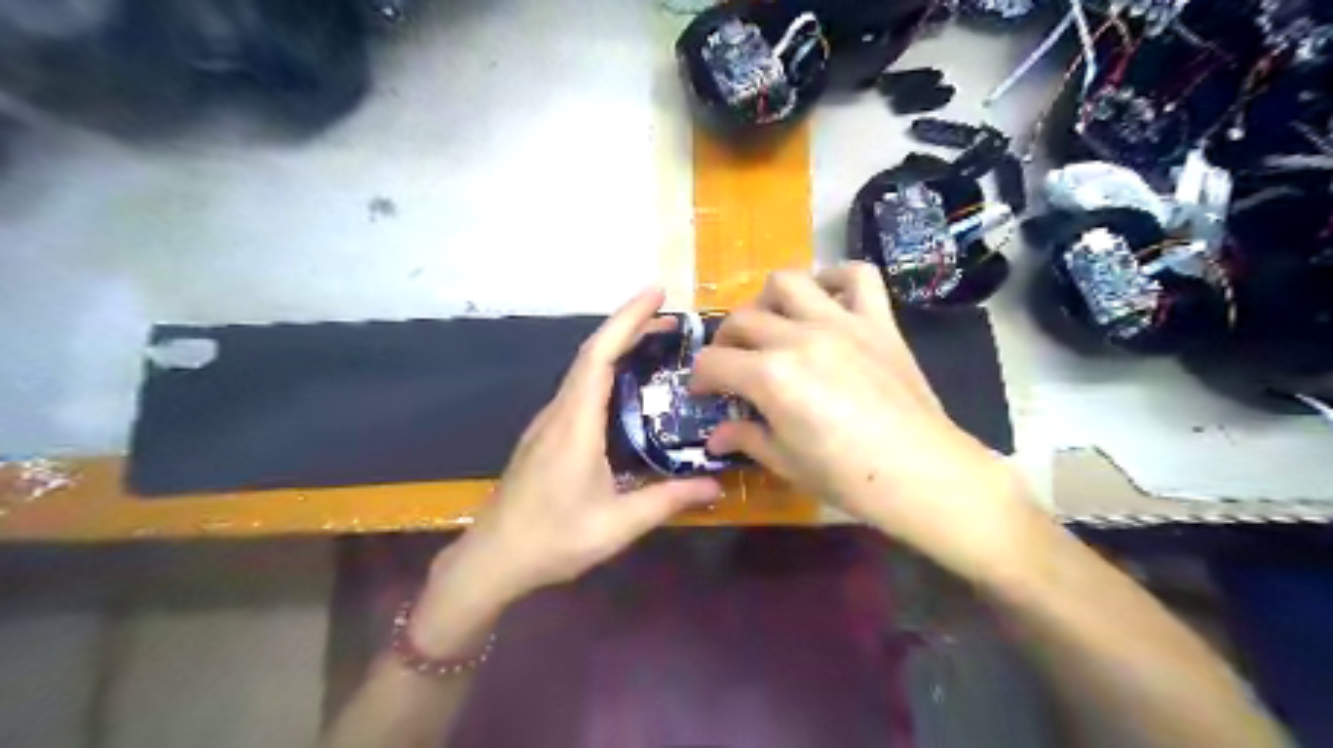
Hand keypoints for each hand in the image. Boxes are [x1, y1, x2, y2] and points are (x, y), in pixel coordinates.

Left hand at [431, 290, 725, 610]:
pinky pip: (579, 389)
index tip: (657, 293)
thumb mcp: (617, 524)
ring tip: (655, 344)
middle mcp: (559, 412)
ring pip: (583, 370)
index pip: (600, 356)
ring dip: (617, 348)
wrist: (493, 559)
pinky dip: (605, 371)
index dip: (627, 319)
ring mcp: (548, 423)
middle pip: (592, 354)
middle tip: (671, 319)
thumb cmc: (553, 539)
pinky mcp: (546, 436)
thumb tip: (715, 484)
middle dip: (629, 327)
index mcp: (576, 424)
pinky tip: (626, 388)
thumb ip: (667, 500)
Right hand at [693, 266, 1033, 581]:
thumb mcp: (786, 463)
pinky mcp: (878, 321)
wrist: (922, 473)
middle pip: (743, 319)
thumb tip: (716, 435)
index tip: (703, 392)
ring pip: (788, 281)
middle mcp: (798, 337)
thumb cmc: (848, 477)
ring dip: (768, 298)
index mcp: (770, 376)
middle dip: (725, 341)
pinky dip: (836, 277)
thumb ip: (747, 438)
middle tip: (732, 363)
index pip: (714, 361)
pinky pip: (857, 276)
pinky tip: (826, 297)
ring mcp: (840, 322)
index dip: (700, 377)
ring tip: (771, 321)